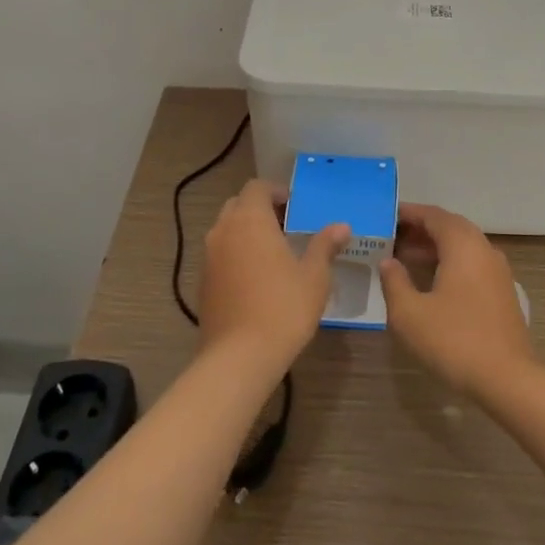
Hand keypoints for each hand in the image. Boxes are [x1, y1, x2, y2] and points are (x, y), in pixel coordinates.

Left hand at [199, 179, 348, 373]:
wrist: (239, 357)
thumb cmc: (283, 308)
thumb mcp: (314, 276)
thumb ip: (325, 246)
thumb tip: (341, 227)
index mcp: (250, 219)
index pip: (257, 187)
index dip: (276, 191)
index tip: (296, 206)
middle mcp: (224, 230)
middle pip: (239, 205)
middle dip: (260, 209)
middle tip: (287, 227)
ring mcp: (209, 257)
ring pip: (226, 230)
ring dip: (247, 232)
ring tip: (274, 253)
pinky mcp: (203, 282)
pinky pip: (220, 255)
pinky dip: (236, 255)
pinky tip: (257, 279)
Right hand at [380, 203, 534, 396]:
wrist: (508, 379)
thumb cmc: (454, 340)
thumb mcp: (410, 314)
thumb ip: (394, 282)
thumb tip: (388, 262)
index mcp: (462, 245)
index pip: (433, 215)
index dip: (409, 213)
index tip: (386, 215)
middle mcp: (484, 249)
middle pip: (450, 227)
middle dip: (421, 229)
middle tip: (392, 237)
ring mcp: (497, 271)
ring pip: (463, 246)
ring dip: (435, 247)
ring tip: (405, 259)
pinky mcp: (502, 292)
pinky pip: (472, 263)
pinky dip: (450, 262)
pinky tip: (432, 283)